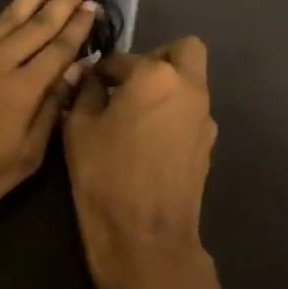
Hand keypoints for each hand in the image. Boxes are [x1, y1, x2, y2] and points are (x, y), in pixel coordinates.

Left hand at [0, 0, 99, 239]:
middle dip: (64, 1)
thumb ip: (50, 112)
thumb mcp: (24, 159)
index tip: (94, 6)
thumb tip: (75, 71)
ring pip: (8, 15)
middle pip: (39, 25)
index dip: (79, 27)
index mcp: (24, 91)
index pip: (60, 50)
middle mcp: (0, 63)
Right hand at [64, 38, 218, 288]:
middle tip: (129, 83)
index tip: (89, 84)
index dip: (103, 70)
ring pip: (191, 83)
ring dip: (167, 88)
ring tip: (134, 116)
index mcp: (155, 76)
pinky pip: (191, 113)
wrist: (145, 238)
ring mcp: (204, 118)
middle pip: (184, 51)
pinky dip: (173, 115)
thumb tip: (90, 77)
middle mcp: (189, 88)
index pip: (124, 58)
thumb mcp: (79, 128)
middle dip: (157, 58)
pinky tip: (148, 142)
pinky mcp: (208, 146)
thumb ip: (86, 92)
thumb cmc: (105, 175)